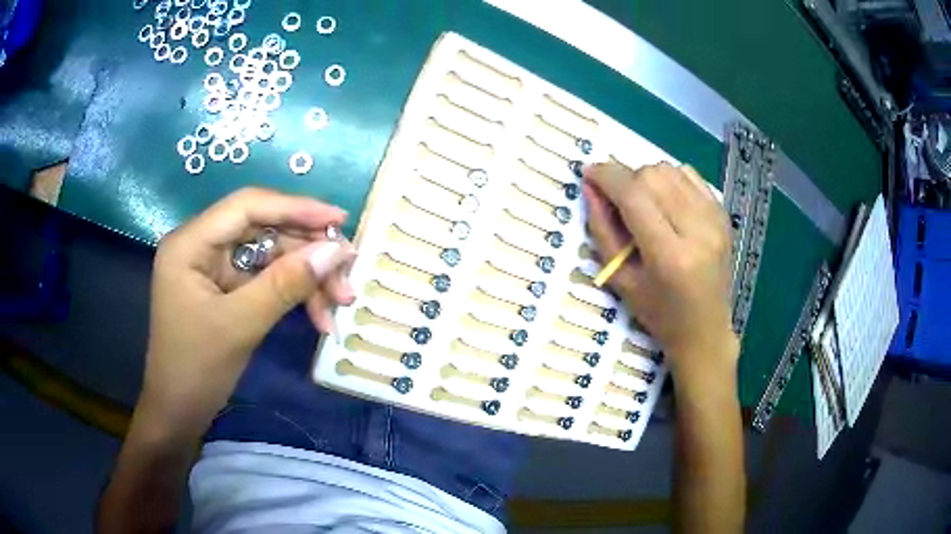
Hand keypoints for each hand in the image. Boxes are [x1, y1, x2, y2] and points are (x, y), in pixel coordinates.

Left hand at [141, 187, 356, 428]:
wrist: (179, 413)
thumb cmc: (196, 370)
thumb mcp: (241, 325)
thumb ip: (286, 284)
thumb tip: (336, 251)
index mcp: (190, 243)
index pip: (247, 207)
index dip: (296, 208)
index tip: (339, 221)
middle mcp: (201, 244)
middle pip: (263, 230)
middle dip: (307, 254)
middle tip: (346, 277)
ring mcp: (214, 266)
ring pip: (270, 255)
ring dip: (306, 279)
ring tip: (339, 304)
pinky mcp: (225, 287)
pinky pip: (266, 278)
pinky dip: (293, 294)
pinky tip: (318, 316)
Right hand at [584, 163, 737, 385]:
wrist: (705, 329)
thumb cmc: (659, 314)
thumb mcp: (621, 279)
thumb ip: (602, 229)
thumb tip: (590, 187)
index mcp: (670, 256)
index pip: (634, 196)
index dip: (607, 177)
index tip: (589, 173)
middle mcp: (698, 231)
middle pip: (653, 176)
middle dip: (626, 179)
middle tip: (617, 199)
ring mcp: (715, 220)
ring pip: (671, 170)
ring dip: (648, 178)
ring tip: (643, 202)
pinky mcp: (724, 215)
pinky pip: (690, 176)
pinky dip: (671, 179)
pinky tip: (665, 201)